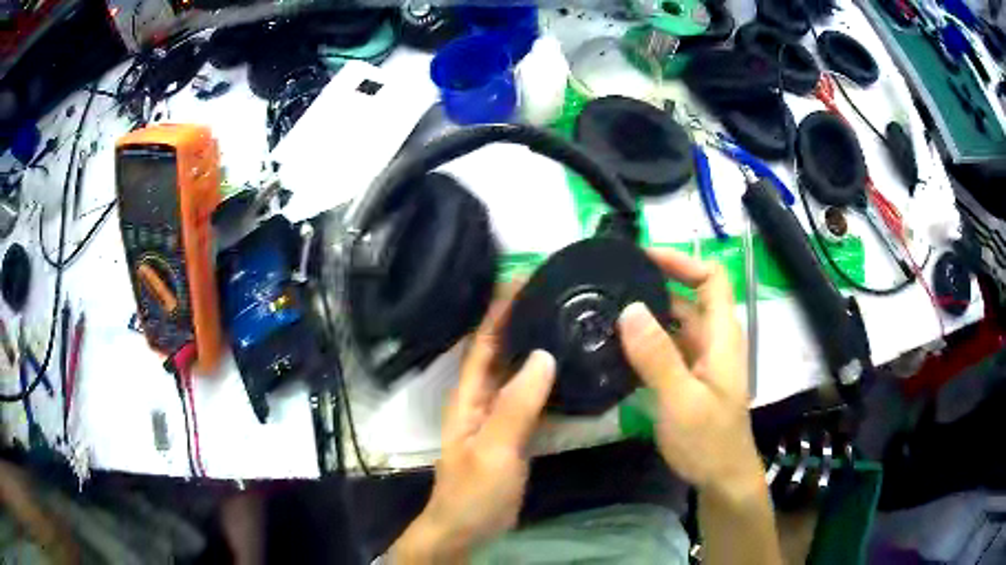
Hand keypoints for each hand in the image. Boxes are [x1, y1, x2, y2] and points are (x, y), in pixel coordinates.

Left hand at [392, 290, 555, 563]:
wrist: (468, 527)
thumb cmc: (473, 490)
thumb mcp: (494, 449)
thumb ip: (516, 405)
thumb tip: (544, 355)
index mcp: (469, 394)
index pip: (485, 340)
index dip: (501, 308)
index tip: (526, 276)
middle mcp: (482, 396)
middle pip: (502, 349)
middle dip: (523, 318)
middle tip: (558, 292)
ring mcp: (500, 414)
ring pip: (519, 370)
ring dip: (538, 344)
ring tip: (569, 320)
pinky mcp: (516, 431)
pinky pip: (533, 395)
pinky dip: (549, 378)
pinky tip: (571, 369)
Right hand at [618, 248, 763, 503]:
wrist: (721, 477)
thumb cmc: (710, 440)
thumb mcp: (683, 401)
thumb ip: (658, 357)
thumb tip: (629, 309)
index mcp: (721, 335)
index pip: (711, 278)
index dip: (681, 261)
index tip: (642, 258)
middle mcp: (712, 340)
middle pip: (688, 297)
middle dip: (654, 284)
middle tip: (610, 283)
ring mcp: (700, 360)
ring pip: (674, 323)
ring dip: (646, 313)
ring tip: (605, 310)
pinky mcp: (687, 377)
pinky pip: (665, 347)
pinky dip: (644, 340)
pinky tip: (615, 346)